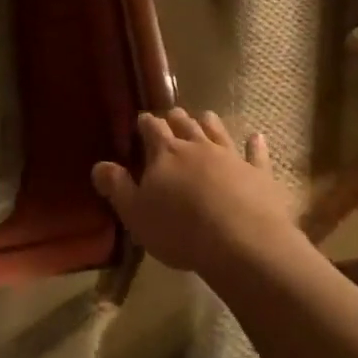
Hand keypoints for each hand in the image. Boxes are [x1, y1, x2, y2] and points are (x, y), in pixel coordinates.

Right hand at [92, 109, 295, 277]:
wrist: (240, 242)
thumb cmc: (179, 230)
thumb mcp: (136, 213)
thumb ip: (117, 187)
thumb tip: (99, 166)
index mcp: (165, 154)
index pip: (152, 129)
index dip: (146, 123)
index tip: (142, 121)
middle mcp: (198, 147)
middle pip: (185, 124)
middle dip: (176, 118)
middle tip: (171, 115)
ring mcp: (231, 157)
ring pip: (217, 131)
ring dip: (209, 123)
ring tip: (205, 117)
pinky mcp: (258, 173)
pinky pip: (256, 154)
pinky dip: (255, 145)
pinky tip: (256, 137)